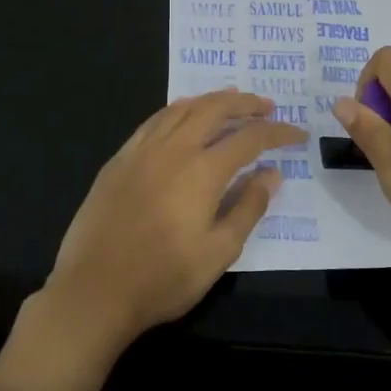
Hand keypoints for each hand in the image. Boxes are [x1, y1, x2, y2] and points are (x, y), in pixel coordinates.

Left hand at [0, 89, 304, 390]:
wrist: (93, 291)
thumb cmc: (162, 278)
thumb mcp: (218, 252)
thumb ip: (248, 208)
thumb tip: (271, 175)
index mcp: (202, 171)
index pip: (249, 139)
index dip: (277, 133)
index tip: (297, 134)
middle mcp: (173, 149)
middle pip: (215, 109)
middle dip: (246, 103)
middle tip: (268, 106)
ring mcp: (141, 150)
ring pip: (182, 108)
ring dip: (212, 100)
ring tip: (232, 101)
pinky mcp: (119, 159)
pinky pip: (154, 121)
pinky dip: (177, 110)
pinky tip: (183, 114)